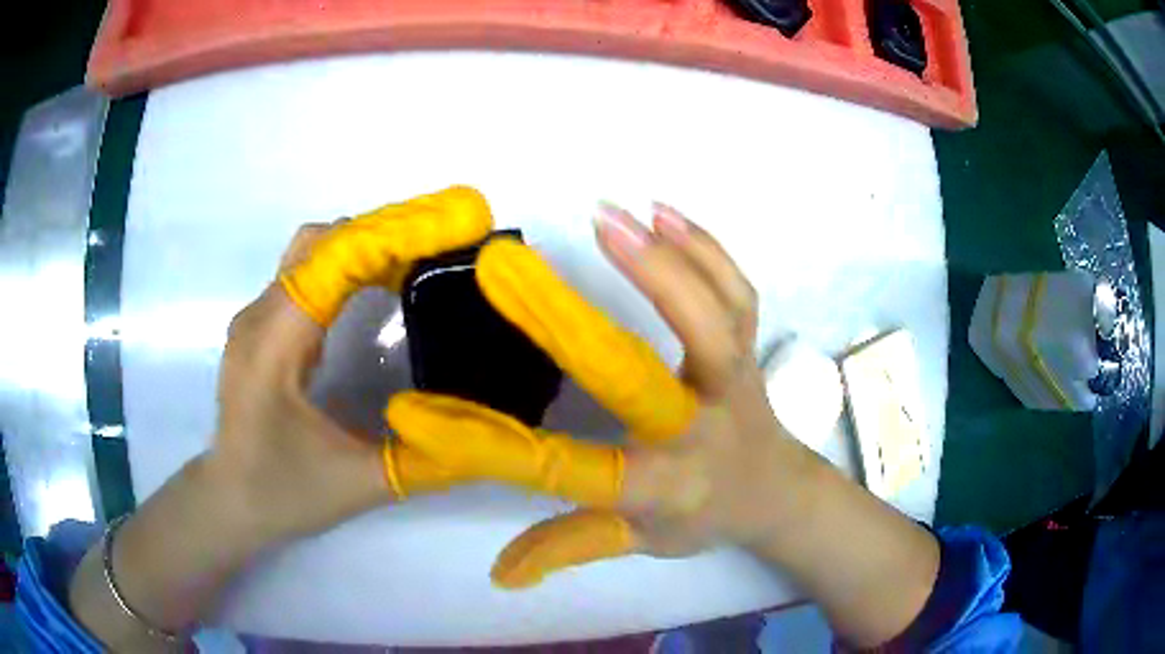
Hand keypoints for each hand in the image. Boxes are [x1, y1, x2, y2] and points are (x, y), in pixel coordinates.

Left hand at [209, 186, 494, 544]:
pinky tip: (373, 289)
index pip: (332, 261)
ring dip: (362, 247)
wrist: (229, 501)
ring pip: (310, 252)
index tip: (450, 229)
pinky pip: (303, 274)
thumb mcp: (359, 484)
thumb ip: (423, 458)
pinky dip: (343, 266)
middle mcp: (258, 317)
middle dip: (382, 235)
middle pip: (320, 242)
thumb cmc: (284, 494)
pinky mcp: (258, 326)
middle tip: (439, 248)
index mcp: (274, 346)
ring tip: (414, 262)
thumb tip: (486, 432)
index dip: (391, 236)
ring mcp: (254, 318)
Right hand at [386, 201, 815, 586]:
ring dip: (660, 262)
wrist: (777, 493)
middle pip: (642, 377)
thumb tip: (499, 572)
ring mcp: (735, 380)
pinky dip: (708, 247)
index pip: (566, 469)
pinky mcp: (751, 347)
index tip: (418, 416)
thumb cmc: (704, 517)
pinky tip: (665, 212)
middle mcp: (699, 429)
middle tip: (511, 269)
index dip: (489, 447)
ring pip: (711, 318)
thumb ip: (567, 547)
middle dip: (571, 325)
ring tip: (606, 215)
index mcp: (662, 485)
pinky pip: (739, 292)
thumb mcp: (637, 541)